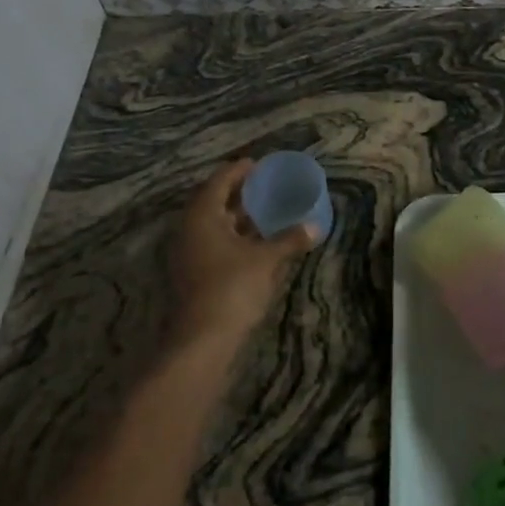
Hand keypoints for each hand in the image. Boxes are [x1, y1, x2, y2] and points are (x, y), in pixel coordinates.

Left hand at [168, 160, 316, 349]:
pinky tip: (255, 243)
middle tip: (263, 186)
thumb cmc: (233, 288)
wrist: (202, 341)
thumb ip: (290, 239)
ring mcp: (188, 254)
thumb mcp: (266, 260)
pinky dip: (233, 237)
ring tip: (263, 211)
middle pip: (213, 201)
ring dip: (235, 217)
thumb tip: (315, 226)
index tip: (258, 164)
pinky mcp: (193, 275)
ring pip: (213, 225)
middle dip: (237, 193)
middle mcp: (189, 230)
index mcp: (202, 216)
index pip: (219, 181)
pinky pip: (213, 244)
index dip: (238, 170)